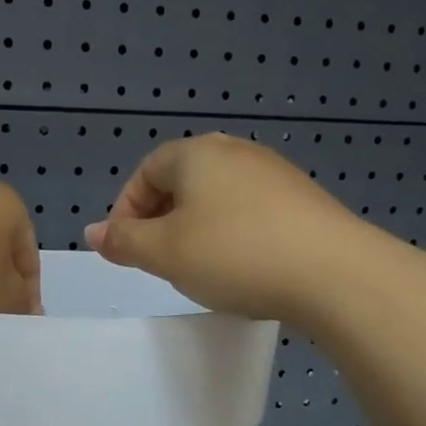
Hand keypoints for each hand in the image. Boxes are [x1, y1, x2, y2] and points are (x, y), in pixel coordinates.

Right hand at [83, 134, 349, 322]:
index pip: (147, 170)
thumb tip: (93, 232)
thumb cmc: (233, 254)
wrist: (332, 273)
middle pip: (183, 182)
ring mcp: (275, 175)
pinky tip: (239, 269)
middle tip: (156, 260)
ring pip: (217, 199)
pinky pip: (249, 214)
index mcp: (198, 154)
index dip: (126, 209)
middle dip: (160, 220)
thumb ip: (123, 240)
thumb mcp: (164, 252)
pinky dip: (231, 237)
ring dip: (195, 230)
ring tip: (196, 269)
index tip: (124, 248)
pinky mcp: (302, 203)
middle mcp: (237, 152)